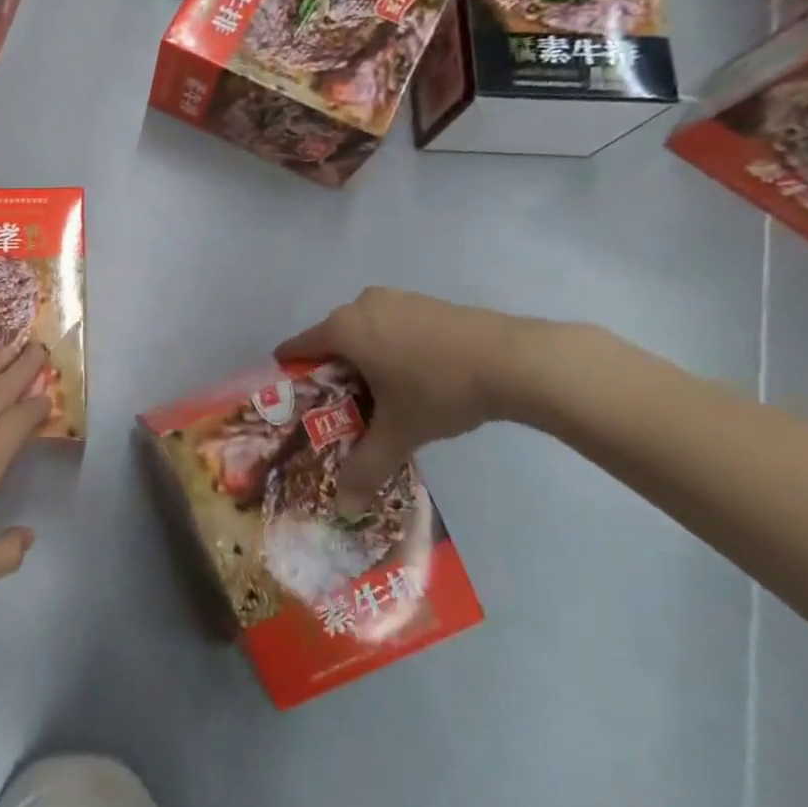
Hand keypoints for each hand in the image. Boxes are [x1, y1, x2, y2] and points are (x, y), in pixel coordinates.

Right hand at [275, 288, 540, 497]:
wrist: (516, 360)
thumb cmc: (438, 389)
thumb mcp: (399, 433)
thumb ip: (365, 466)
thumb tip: (343, 507)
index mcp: (342, 328)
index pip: (297, 348)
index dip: (291, 376)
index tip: (294, 402)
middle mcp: (361, 305)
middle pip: (331, 342)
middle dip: (332, 375)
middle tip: (341, 411)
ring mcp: (397, 299)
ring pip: (364, 333)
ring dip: (364, 363)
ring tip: (380, 399)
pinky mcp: (426, 302)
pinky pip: (391, 327)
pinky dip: (391, 350)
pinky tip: (414, 379)